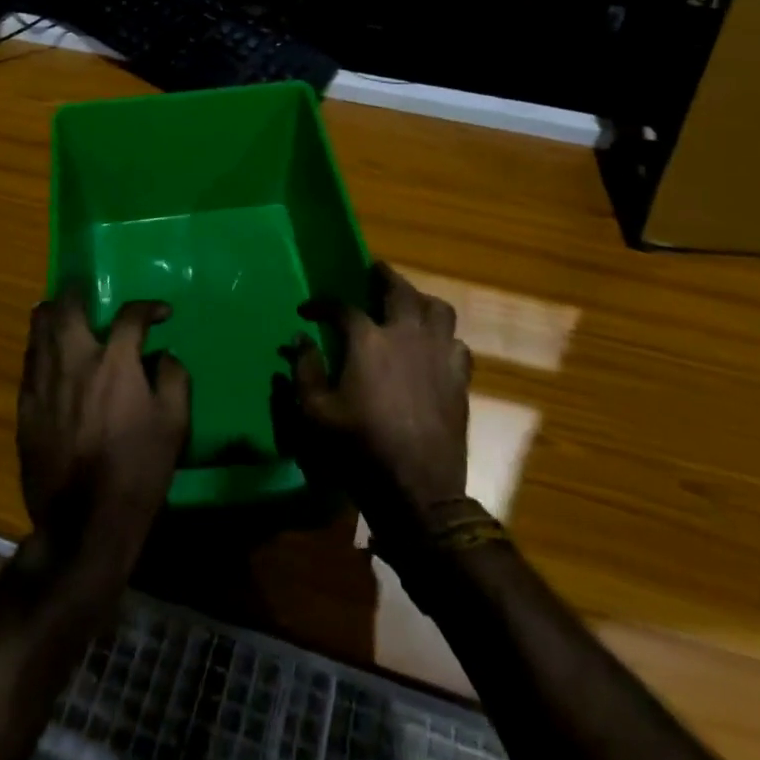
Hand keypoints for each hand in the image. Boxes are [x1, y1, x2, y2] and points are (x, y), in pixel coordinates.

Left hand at [17, 289, 189, 572]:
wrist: (85, 523)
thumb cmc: (138, 471)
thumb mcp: (174, 425)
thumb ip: (174, 379)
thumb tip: (164, 356)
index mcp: (115, 363)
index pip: (130, 316)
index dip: (148, 307)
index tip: (160, 314)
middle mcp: (75, 362)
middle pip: (67, 308)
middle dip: (79, 293)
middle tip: (89, 293)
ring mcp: (44, 383)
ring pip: (39, 330)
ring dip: (53, 315)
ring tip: (64, 313)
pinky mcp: (25, 407)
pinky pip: (29, 363)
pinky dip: (40, 348)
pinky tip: (49, 354)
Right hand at [277, 264, 471, 538]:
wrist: (416, 489)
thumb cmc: (358, 448)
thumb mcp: (315, 412)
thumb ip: (304, 370)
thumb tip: (300, 339)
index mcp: (368, 340)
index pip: (341, 307)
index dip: (322, 304)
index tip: (308, 309)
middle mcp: (406, 335)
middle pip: (400, 290)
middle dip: (384, 276)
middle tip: (374, 271)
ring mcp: (438, 354)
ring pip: (438, 310)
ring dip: (421, 300)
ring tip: (410, 302)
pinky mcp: (459, 378)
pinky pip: (457, 343)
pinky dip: (444, 337)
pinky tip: (436, 346)